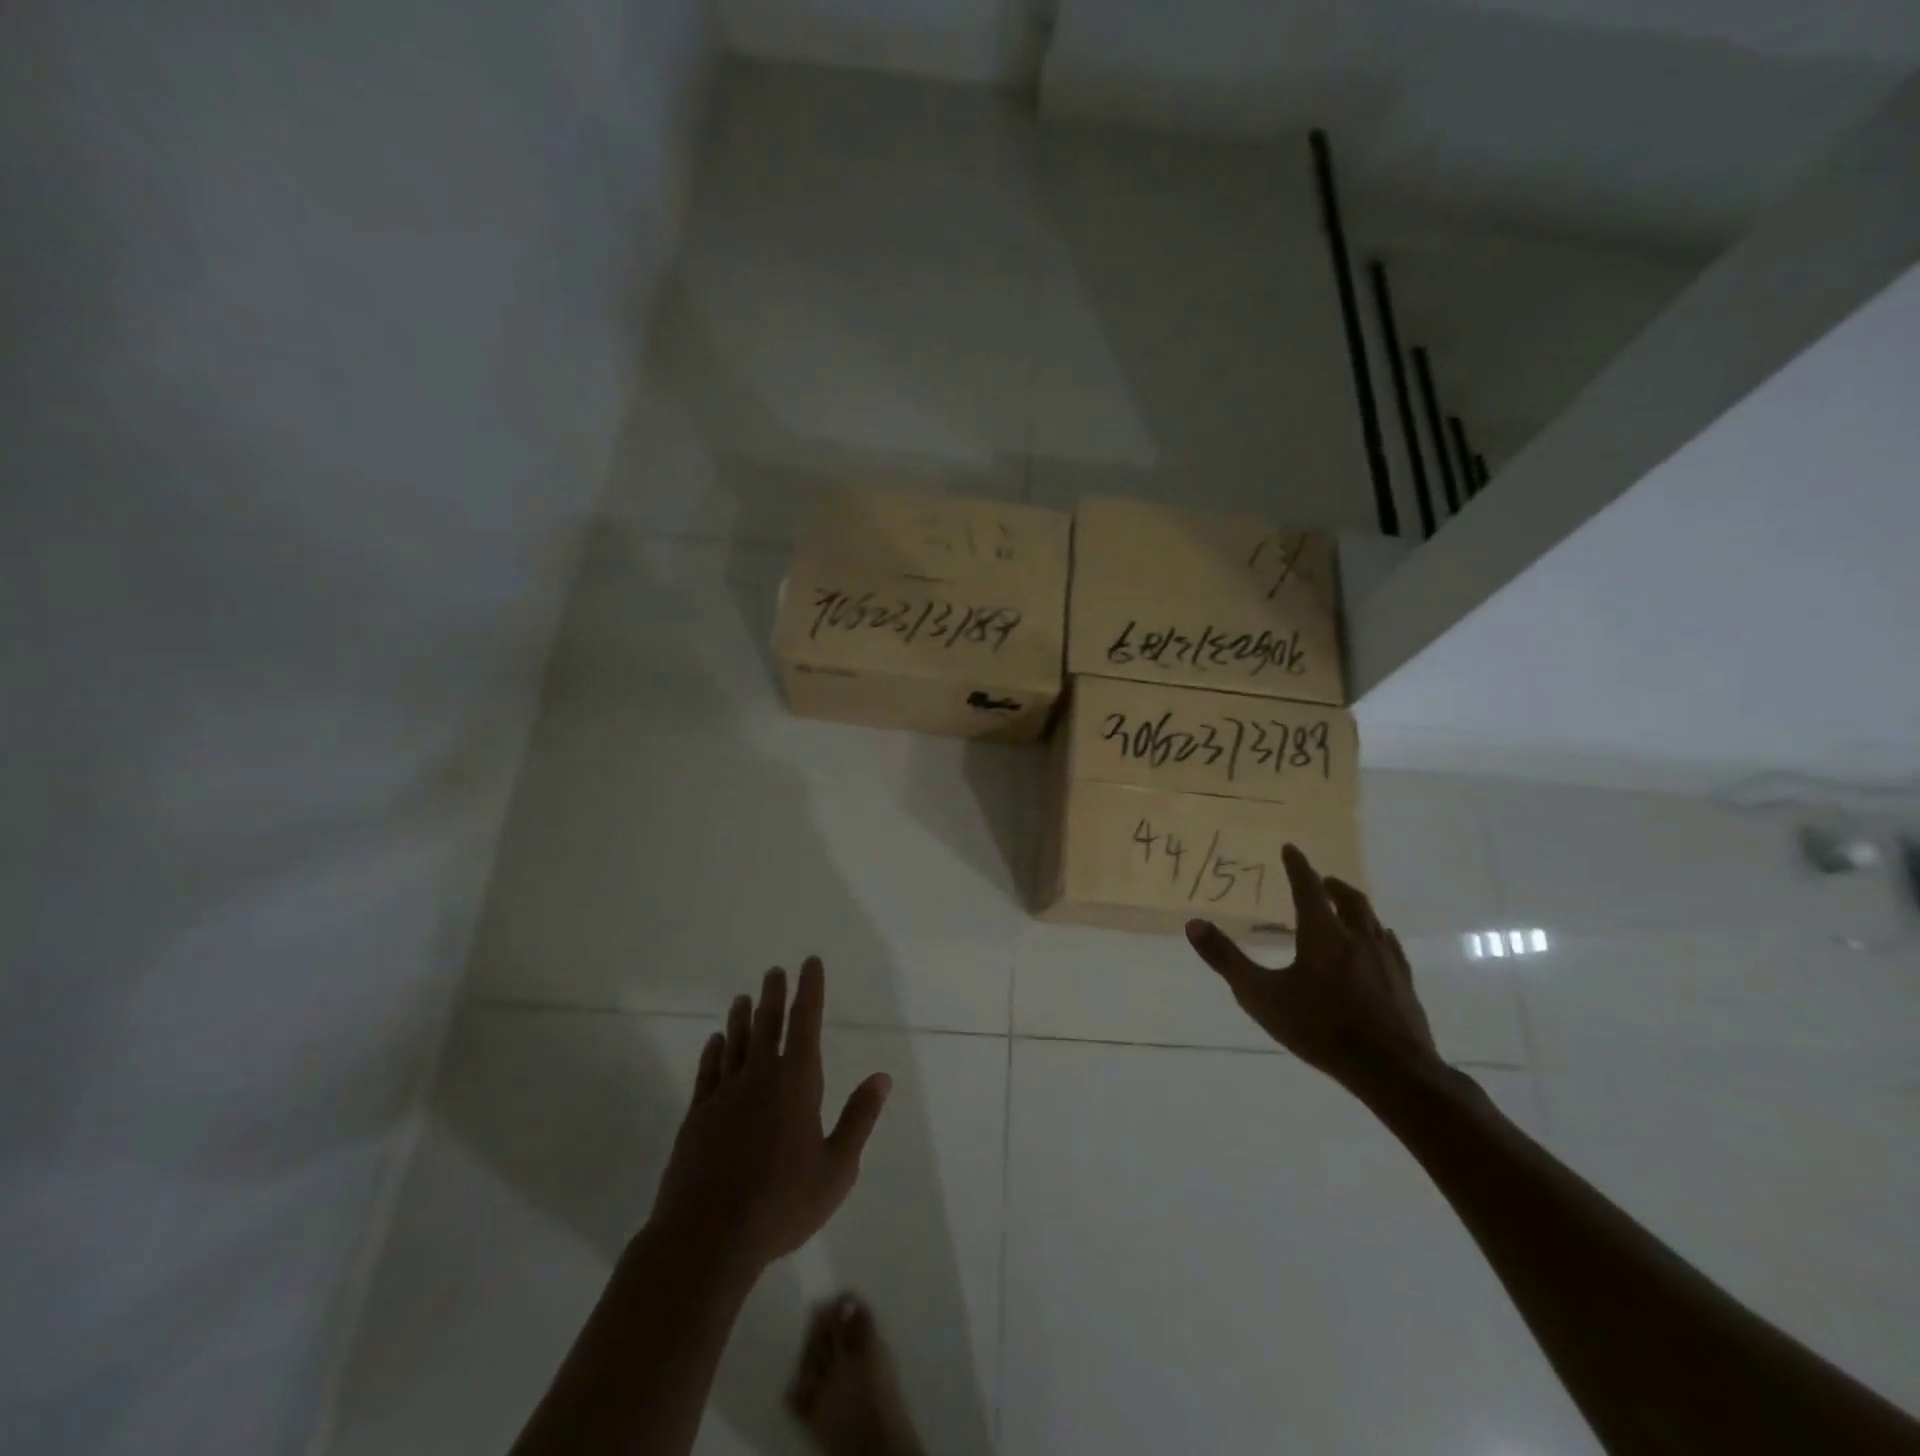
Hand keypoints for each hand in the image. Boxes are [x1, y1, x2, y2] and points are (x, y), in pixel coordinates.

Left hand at [649, 958, 890, 1271]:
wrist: (707, 1238)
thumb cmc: (782, 1204)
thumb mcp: (837, 1168)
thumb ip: (858, 1119)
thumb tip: (882, 1077)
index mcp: (797, 1083)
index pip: (806, 1023)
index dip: (810, 990)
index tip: (810, 963)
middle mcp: (760, 1077)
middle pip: (767, 1024)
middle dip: (774, 994)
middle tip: (774, 970)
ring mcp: (724, 1095)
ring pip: (735, 1043)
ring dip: (741, 1017)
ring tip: (743, 997)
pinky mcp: (697, 1116)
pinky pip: (707, 1072)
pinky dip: (713, 1052)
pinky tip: (715, 1042)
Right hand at [1185, 844, 1439, 1091]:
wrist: (1391, 1069)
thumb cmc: (1320, 1028)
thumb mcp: (1261, 996)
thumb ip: (1226, 959)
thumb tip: (1193, 924)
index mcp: (1323, 934)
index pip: (1308, 888)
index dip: (1297, 866)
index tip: (1291, 848)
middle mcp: (1357, 937)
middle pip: (1348, 900)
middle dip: (1332, 885)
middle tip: (1323, 880)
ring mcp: (1386, 959)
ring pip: (1372, 920)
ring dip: (1356, 907)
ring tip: (1347, 908)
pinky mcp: (1404, 982)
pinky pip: (1390, 946)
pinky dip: (1377, 934)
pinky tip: (1378, 945)